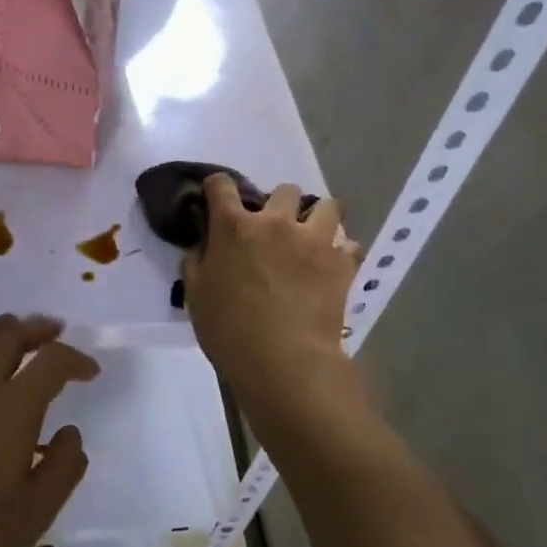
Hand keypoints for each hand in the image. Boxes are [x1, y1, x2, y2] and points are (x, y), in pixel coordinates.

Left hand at [0, 315, 95, 546]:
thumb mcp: (34, 515)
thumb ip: (62, 468)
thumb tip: (71, 433)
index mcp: (12, 408)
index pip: (51, 362)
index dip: (76, 359)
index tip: (90, 371)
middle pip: (10, 336)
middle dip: (38, 329)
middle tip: (55, 332)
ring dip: (2, 331)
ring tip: (16, 335)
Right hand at [182, 176, 368, 442]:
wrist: (284, 361)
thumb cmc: (230, 329)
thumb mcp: (196, 296)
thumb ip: (196, 262)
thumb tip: (202, 245)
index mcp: (233, 227)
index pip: (221, 185)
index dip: (217, 187)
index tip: (217, 199)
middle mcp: (275, 222)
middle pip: (284, 190)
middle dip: (279, 203)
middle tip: (274, 228)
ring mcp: (313, 240)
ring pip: (328, 206)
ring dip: (319, 216)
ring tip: (312, 236)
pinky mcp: (341, 263)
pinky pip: (350, 245)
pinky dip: (342, 252)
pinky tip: (333, 266)